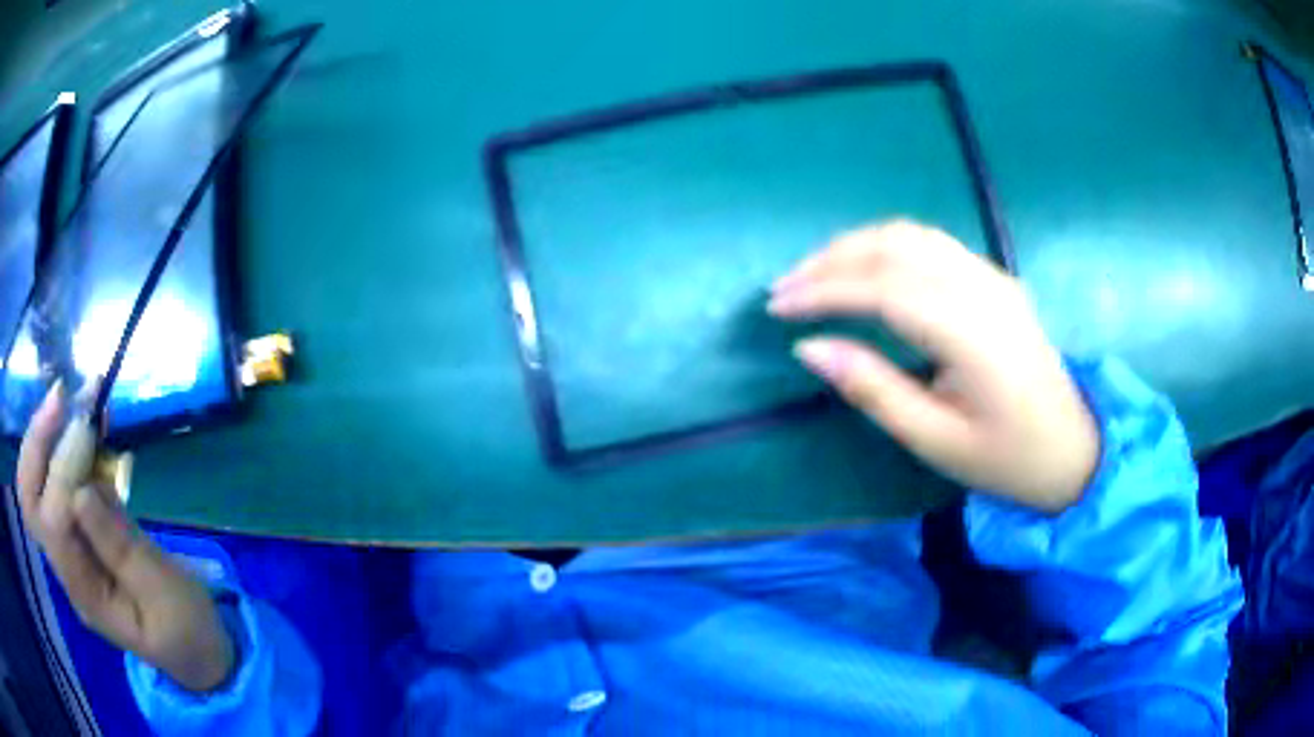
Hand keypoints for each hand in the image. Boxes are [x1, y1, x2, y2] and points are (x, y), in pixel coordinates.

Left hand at [15, 386, 235, 691]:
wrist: (195, 648)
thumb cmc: (187, 629)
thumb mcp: (166, 597)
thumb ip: (124, 551)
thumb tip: (82, 492)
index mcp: (87, 596)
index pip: (54, 525)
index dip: (62, 471)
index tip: (89, 427)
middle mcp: (66, 568)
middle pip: (29, 501)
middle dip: (36, 443)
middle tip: (61, 397)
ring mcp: (68, 548)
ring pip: (35, 483)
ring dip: (47, 433)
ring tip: (76, 393)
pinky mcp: (77, 530)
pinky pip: (55, 478)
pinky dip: (61, 441)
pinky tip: (85, 417)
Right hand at [769, 220, 1098, 512]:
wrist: (1074, 448)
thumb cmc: (1007, 457)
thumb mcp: (935, 440)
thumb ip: (873, 389)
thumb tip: (809, 348)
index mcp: (970, 333)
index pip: (882, 288)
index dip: (824, 291)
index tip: (777, 307)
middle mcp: (981, 287)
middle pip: (894, 247)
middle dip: (830, 260)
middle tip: (784, 287)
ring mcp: (991, 276)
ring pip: (911, 234)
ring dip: (855, 245)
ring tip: (814, 274)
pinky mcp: (994, 278)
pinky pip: (930, 243)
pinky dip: (885, 247)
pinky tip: (864, 268)